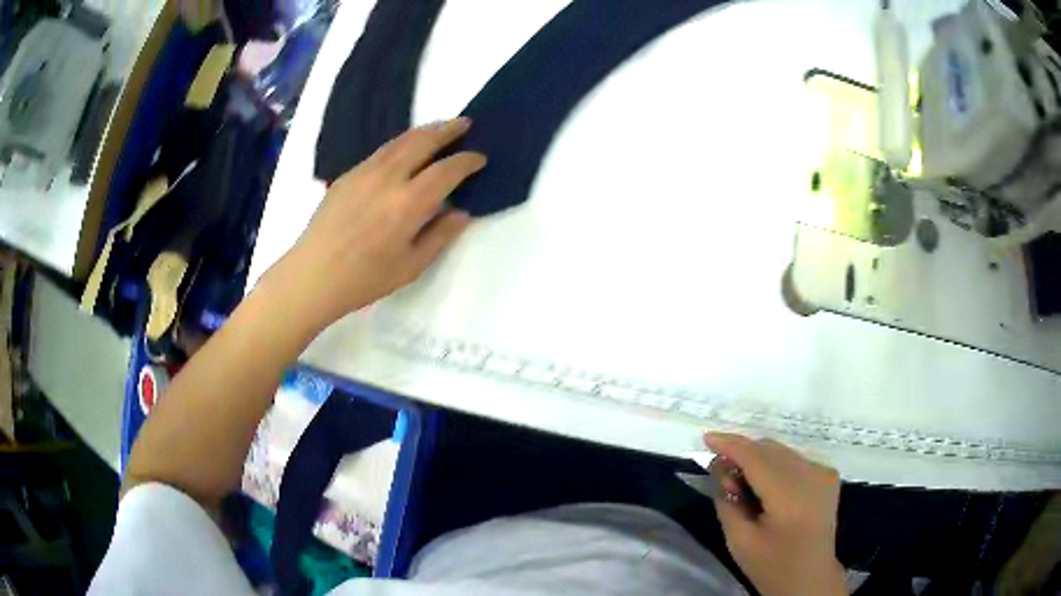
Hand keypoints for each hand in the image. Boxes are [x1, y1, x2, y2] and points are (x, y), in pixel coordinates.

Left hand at [263, 118, 484, 330]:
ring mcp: (364, 172)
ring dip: (424, 131)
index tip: (480, 158)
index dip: (467, 161)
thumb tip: (460, 212)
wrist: (313, 275)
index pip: (447, 170)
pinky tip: (405, 150)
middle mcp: (388, 178)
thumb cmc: (365, 279)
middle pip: (423, 141)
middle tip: (465, 124)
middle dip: (448, 130)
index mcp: (408, 203)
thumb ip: (440, 236)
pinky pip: (381, 151)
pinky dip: (401, 143)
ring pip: (400, 141)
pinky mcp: (348, 175)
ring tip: (439, 128)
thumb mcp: (411, 266)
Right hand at [704, 432, 845, 595]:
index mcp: (790, 495)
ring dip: (757, 459)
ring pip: (781, 451)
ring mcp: (823, 472)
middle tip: (720, 474)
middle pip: (770, 449)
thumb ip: (727, 501)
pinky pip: (794, 459)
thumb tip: (720, 467)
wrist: (810, 578)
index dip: (730, 445)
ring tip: (741, 484)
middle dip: (742, 453)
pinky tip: (764, 486)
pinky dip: (774, 465)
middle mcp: (811, 474)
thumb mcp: (739, 540)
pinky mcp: (828, 475)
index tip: (706, 438)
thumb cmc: (771, 565)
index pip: (756, 457)